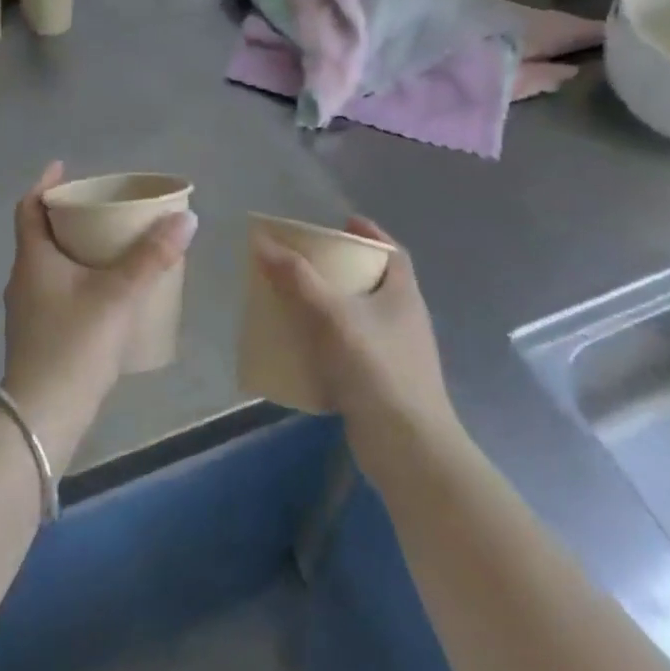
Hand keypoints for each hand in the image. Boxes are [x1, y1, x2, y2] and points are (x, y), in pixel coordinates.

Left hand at [0, 162, 198, 466]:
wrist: (43, 418)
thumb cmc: (74, 345)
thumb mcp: (118, 295)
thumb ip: (152, 257)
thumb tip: (186, 219)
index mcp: (33, 260)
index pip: (28, 209)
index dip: (44, 185)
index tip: (64, 168)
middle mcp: (23, 280)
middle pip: (41, 235)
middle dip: (68, 217)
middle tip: (101, 208)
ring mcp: (27, 312)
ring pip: (50, 266)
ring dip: (74, 250)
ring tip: (109, 246)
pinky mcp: (38, 337)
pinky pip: (57, 292)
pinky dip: (77, 279)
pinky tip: (105, 294)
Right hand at [252, 218, 456, 480]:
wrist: (407, 448)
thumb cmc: (375, 367)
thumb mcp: (331, 314)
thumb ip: (296, 278)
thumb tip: (262, 242)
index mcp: (403, 294)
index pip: (392, 252)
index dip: (368, 234)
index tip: (341, 223)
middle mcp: (404, 320)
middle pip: (373, 283)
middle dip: (340, 270)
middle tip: (305, 263)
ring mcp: (397, 355)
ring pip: (360, 318)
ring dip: (331, 307)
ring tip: (296, 302)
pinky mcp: (382, 385)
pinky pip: (352, 351)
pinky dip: (328, 343)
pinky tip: (303, 349)